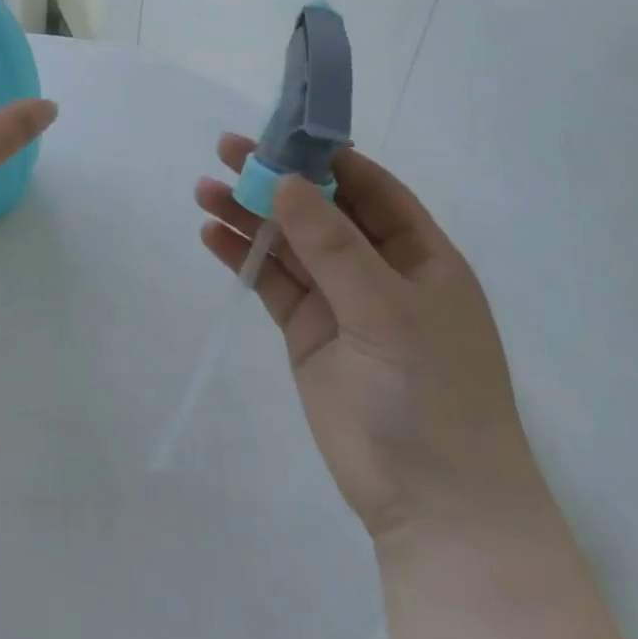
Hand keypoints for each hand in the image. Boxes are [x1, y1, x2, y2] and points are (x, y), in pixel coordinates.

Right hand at [197, 138, 547, 545]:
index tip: (278, 133)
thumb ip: (333, 246)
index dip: (326, 158)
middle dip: (276, 181)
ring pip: (289, 245)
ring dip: (249, 216)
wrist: (433, 505)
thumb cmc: (432, 395)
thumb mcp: (387, 310)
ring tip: (204, 191)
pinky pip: (272, 282)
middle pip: (320, 211)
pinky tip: (213, 236)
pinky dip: (244, 258)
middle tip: (225, 151)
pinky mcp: (308, 334)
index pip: (371, 189)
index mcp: (420, 257)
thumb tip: (287, 181)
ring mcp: (341, 303)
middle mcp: (379, 272)